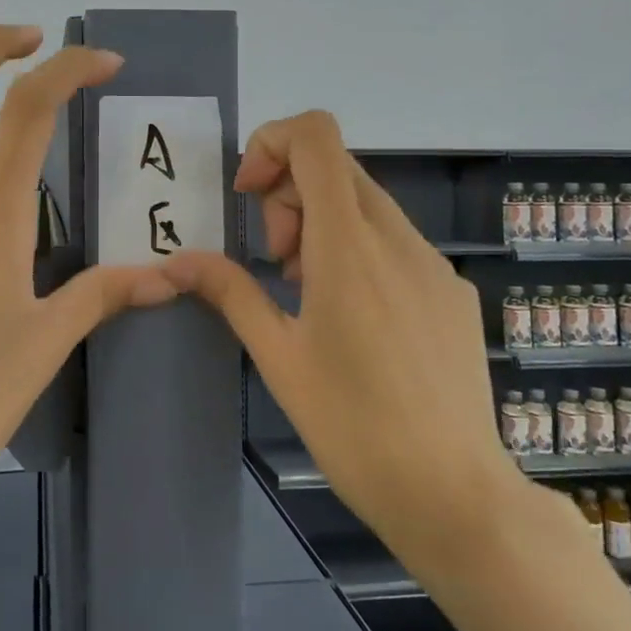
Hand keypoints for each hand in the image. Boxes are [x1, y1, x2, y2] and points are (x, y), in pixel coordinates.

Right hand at [165, 111, 535, 561]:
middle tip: (276, 262)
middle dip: (289, 194)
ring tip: (309, 293)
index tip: (249, 195)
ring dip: (322, 223)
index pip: (316, 136)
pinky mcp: (453, 289)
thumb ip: (229, 291)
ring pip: (365, 202)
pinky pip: (395, 240)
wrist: (454, 494)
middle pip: (335, 166)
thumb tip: (176, 261)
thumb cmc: (352, 426)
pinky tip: (355, 318)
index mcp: (348, 245)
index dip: (272, 142)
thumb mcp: (277, 356)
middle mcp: (397, 237)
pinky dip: (358, 249)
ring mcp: (433, 262)